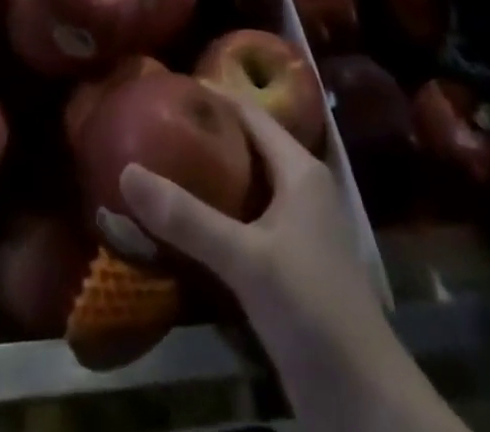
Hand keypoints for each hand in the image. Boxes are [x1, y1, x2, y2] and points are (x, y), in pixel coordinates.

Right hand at [119, 93, 380, 343]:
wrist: (362, 401)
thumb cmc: (312, 308)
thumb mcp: (246, 259)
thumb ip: (187, 218)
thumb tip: (127, 171)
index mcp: (300, 170)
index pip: (251, 114)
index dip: (213, 97)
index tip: (168, 89)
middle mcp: (301, 190)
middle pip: (247, 147)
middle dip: (205, 136)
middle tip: (154, 126)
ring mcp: (297, 230)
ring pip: (246, 186)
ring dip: (208, 177)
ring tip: (159, 165)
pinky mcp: (289, 265)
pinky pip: (246, 222)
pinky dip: (216, 214)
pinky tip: (183, 222)